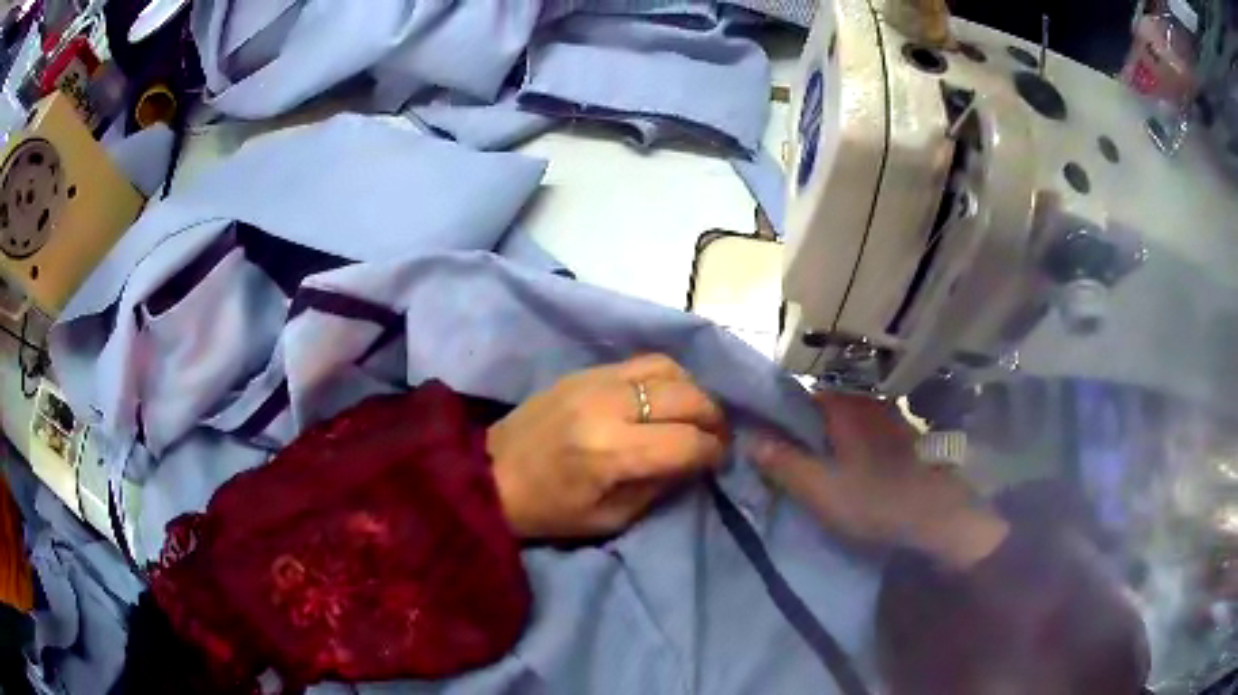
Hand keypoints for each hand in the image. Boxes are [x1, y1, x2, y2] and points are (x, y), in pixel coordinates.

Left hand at [488, 354, 728, 538]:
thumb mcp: (609, 519)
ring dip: (694, 390)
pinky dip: (667, 377)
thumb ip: (659, 486)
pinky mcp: (584, 370)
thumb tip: (695, 460)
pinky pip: (642, 362)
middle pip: (686, 397)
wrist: (489, 474)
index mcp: (610, 453)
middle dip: (713, 418)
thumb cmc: (548, 510)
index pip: (686, 442)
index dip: (713, 451)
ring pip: (668, 368)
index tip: (719, 460)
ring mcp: (594, 380)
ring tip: (696, 413)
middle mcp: (607, 406)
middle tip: (717, 436)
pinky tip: (668, 397)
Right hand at [753, 392, 1007, 570]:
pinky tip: (846, 468)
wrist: (937, 518)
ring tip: (810, 466)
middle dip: (798, 429)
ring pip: (842, 419)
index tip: (760, 439)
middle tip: (782, 460)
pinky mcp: (901, 434)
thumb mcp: (820, 490)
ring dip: (824, 438)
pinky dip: (847, 443)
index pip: (795, 397)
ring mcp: (887, 415)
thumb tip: (748, 436)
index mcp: (842, 406)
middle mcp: (865, 401)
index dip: (774, 417)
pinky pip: (862, 430)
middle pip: (819, 407)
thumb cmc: (874, 503)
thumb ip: (782, 462)